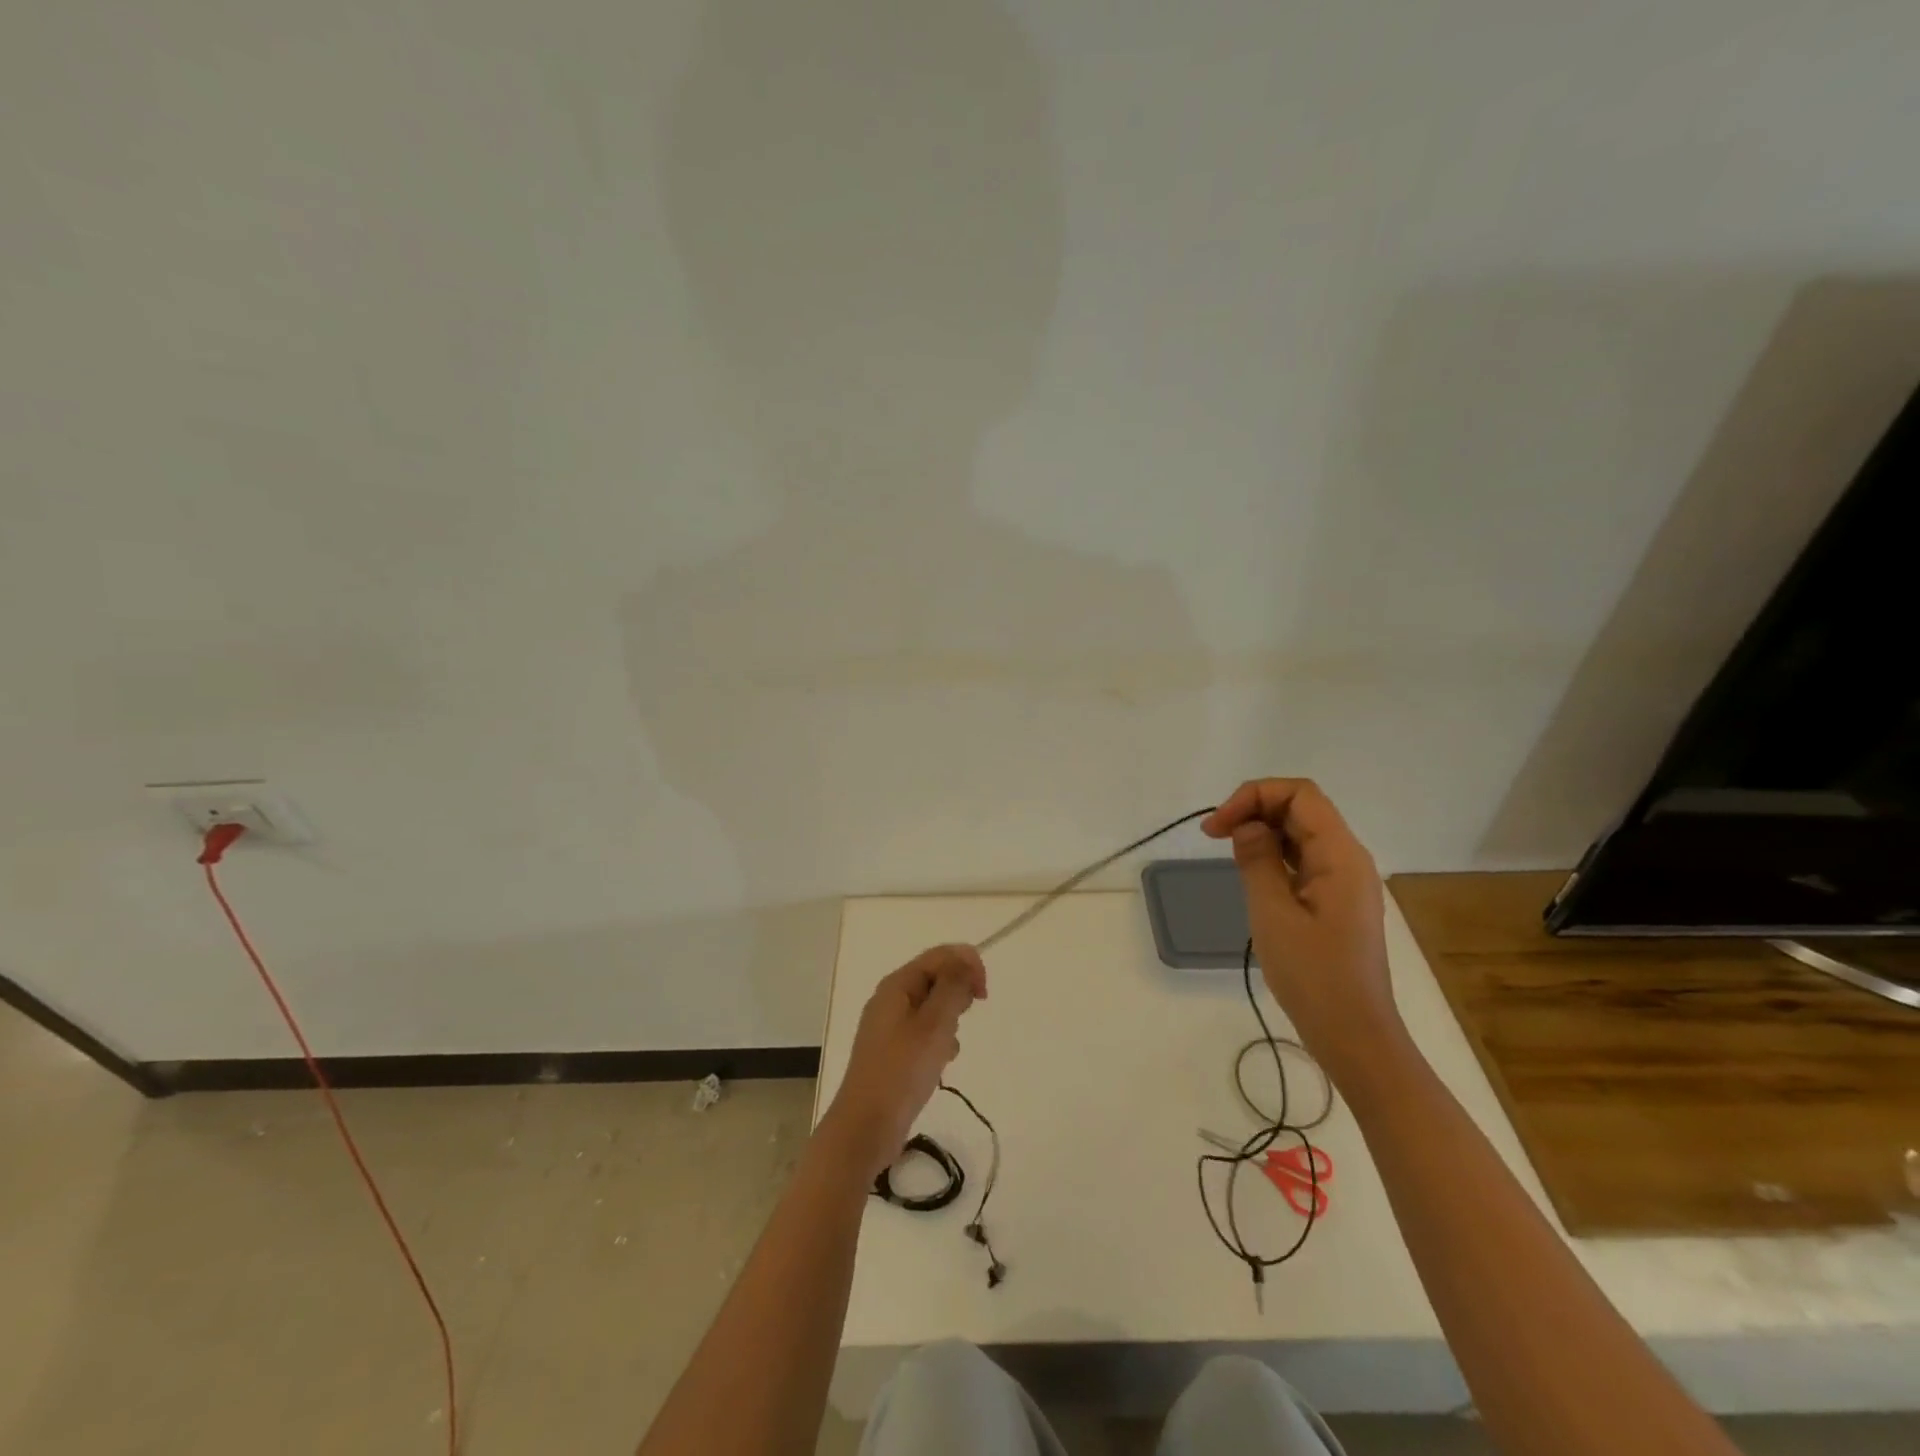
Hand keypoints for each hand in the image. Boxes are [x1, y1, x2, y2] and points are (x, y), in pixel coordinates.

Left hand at [819, 944, 986, 1181]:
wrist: (865, 1127)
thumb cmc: (901, 1071)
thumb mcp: (933, 1024)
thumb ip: (952, 987)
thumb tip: (965, 960)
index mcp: (897, 985)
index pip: (940, 955)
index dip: (967, 965)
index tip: (984, 994)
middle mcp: (891, 999)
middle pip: (935, 977)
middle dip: (958, 993)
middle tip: (963, 1019)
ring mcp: (891, 1026)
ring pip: (933, 1007)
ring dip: (950, 1020)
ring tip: (948, 1046)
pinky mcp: (894, 1051)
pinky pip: (925, 1032)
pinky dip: (939, 1041)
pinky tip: (942, 1062)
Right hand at [1203, 779, 1404, 1087]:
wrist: (1354, 1035)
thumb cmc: (1313, 976)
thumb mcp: (1273, 913)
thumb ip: (1258, 860)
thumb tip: (1247, 825)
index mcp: (1340, 856)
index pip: (1300, 795)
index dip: (1254, 796)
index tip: (1218, 826)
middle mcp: (1348, 859)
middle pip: (1301, 809)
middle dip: (1254, 809)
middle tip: (1213, 836)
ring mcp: (1345, 881)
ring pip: (1301, 833)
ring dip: (1262, 831)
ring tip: (1227, 852)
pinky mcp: (1337, 901)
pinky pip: (1305, 860)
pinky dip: (1274, 855)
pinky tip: (1251, 873)